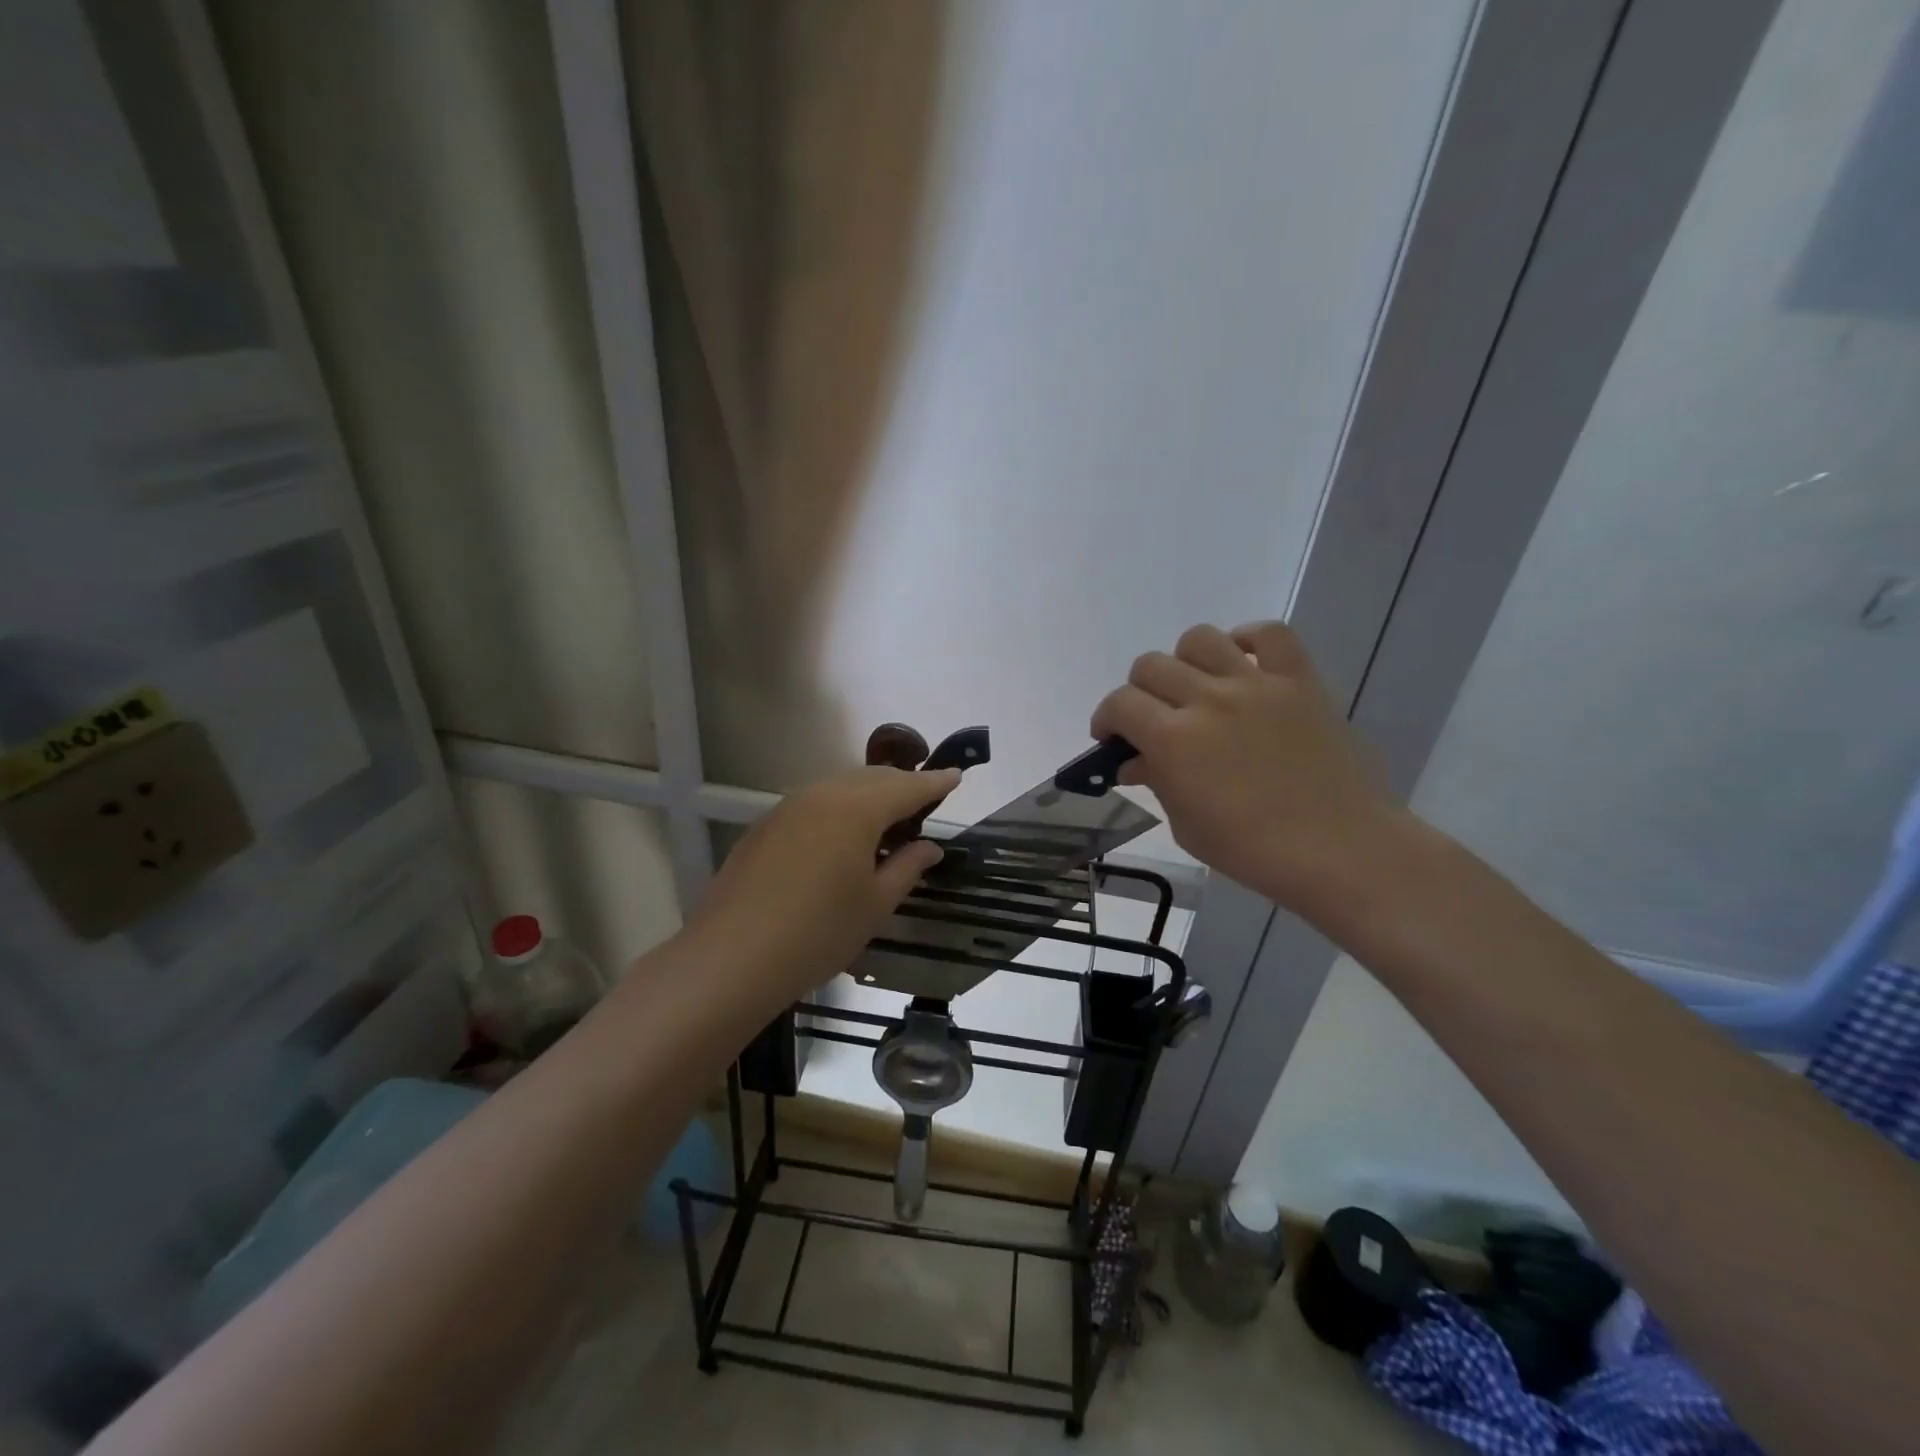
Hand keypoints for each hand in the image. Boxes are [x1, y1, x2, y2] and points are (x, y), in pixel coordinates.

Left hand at [686, 766, 960, 1006]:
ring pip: (839, 786)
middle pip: (871, 778)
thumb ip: (907, 867)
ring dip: (868, 794)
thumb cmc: (818, 932)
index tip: (956, 775)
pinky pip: (814, 802)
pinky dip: (839, 807)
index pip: (907, 787)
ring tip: (886, 816)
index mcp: (857, 808)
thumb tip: (929, 847)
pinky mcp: (765, 826)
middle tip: (924, 799)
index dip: (935, 782)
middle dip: (901, 784)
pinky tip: (841, 836)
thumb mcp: (875, 904)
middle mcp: (822, 794)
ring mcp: (788, 807)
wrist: (732, 957)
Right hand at [1091, 622, 1398, 915]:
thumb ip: (1157, 782)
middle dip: (1139, 693)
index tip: (1111, 738)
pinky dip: (1247, 641)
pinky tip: (1242, 665)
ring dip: (1185, 662)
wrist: (1341, 850)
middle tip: (1153, 719)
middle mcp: (1208, 700)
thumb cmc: (1254, 850)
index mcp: (1174, 740)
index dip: (1106, 719)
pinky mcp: (1299, 680)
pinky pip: (1269, 634)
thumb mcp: (1187, 825)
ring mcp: (1256, 684)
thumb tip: (1135, 762)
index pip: (1119, 704)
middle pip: (1150, 666)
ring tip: (1196, 688)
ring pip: (1200, 639)